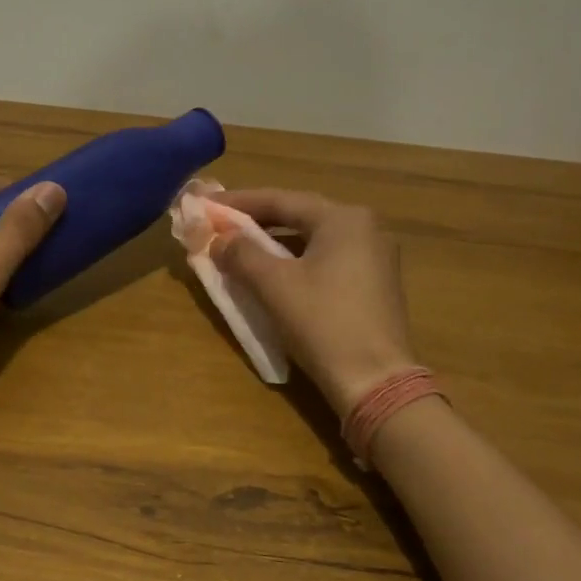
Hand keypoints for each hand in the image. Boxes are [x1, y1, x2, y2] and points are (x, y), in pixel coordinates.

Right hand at [212, 190, 418, 416]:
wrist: (375, 380)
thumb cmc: (323, 323)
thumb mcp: (274, 285)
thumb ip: (242, 254)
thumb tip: (220, 239)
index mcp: (344, 219)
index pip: (281, 200)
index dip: (239, 202)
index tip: (206, 204)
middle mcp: (365, 229)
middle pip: (299, 216)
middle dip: (257, 222)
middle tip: (220, 226)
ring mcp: (374, 258)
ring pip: (312, 240)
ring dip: (274, 244)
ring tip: (240, 249)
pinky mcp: (374, 285)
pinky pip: (326, 261)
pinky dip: (295, 262)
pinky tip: (273, 274)